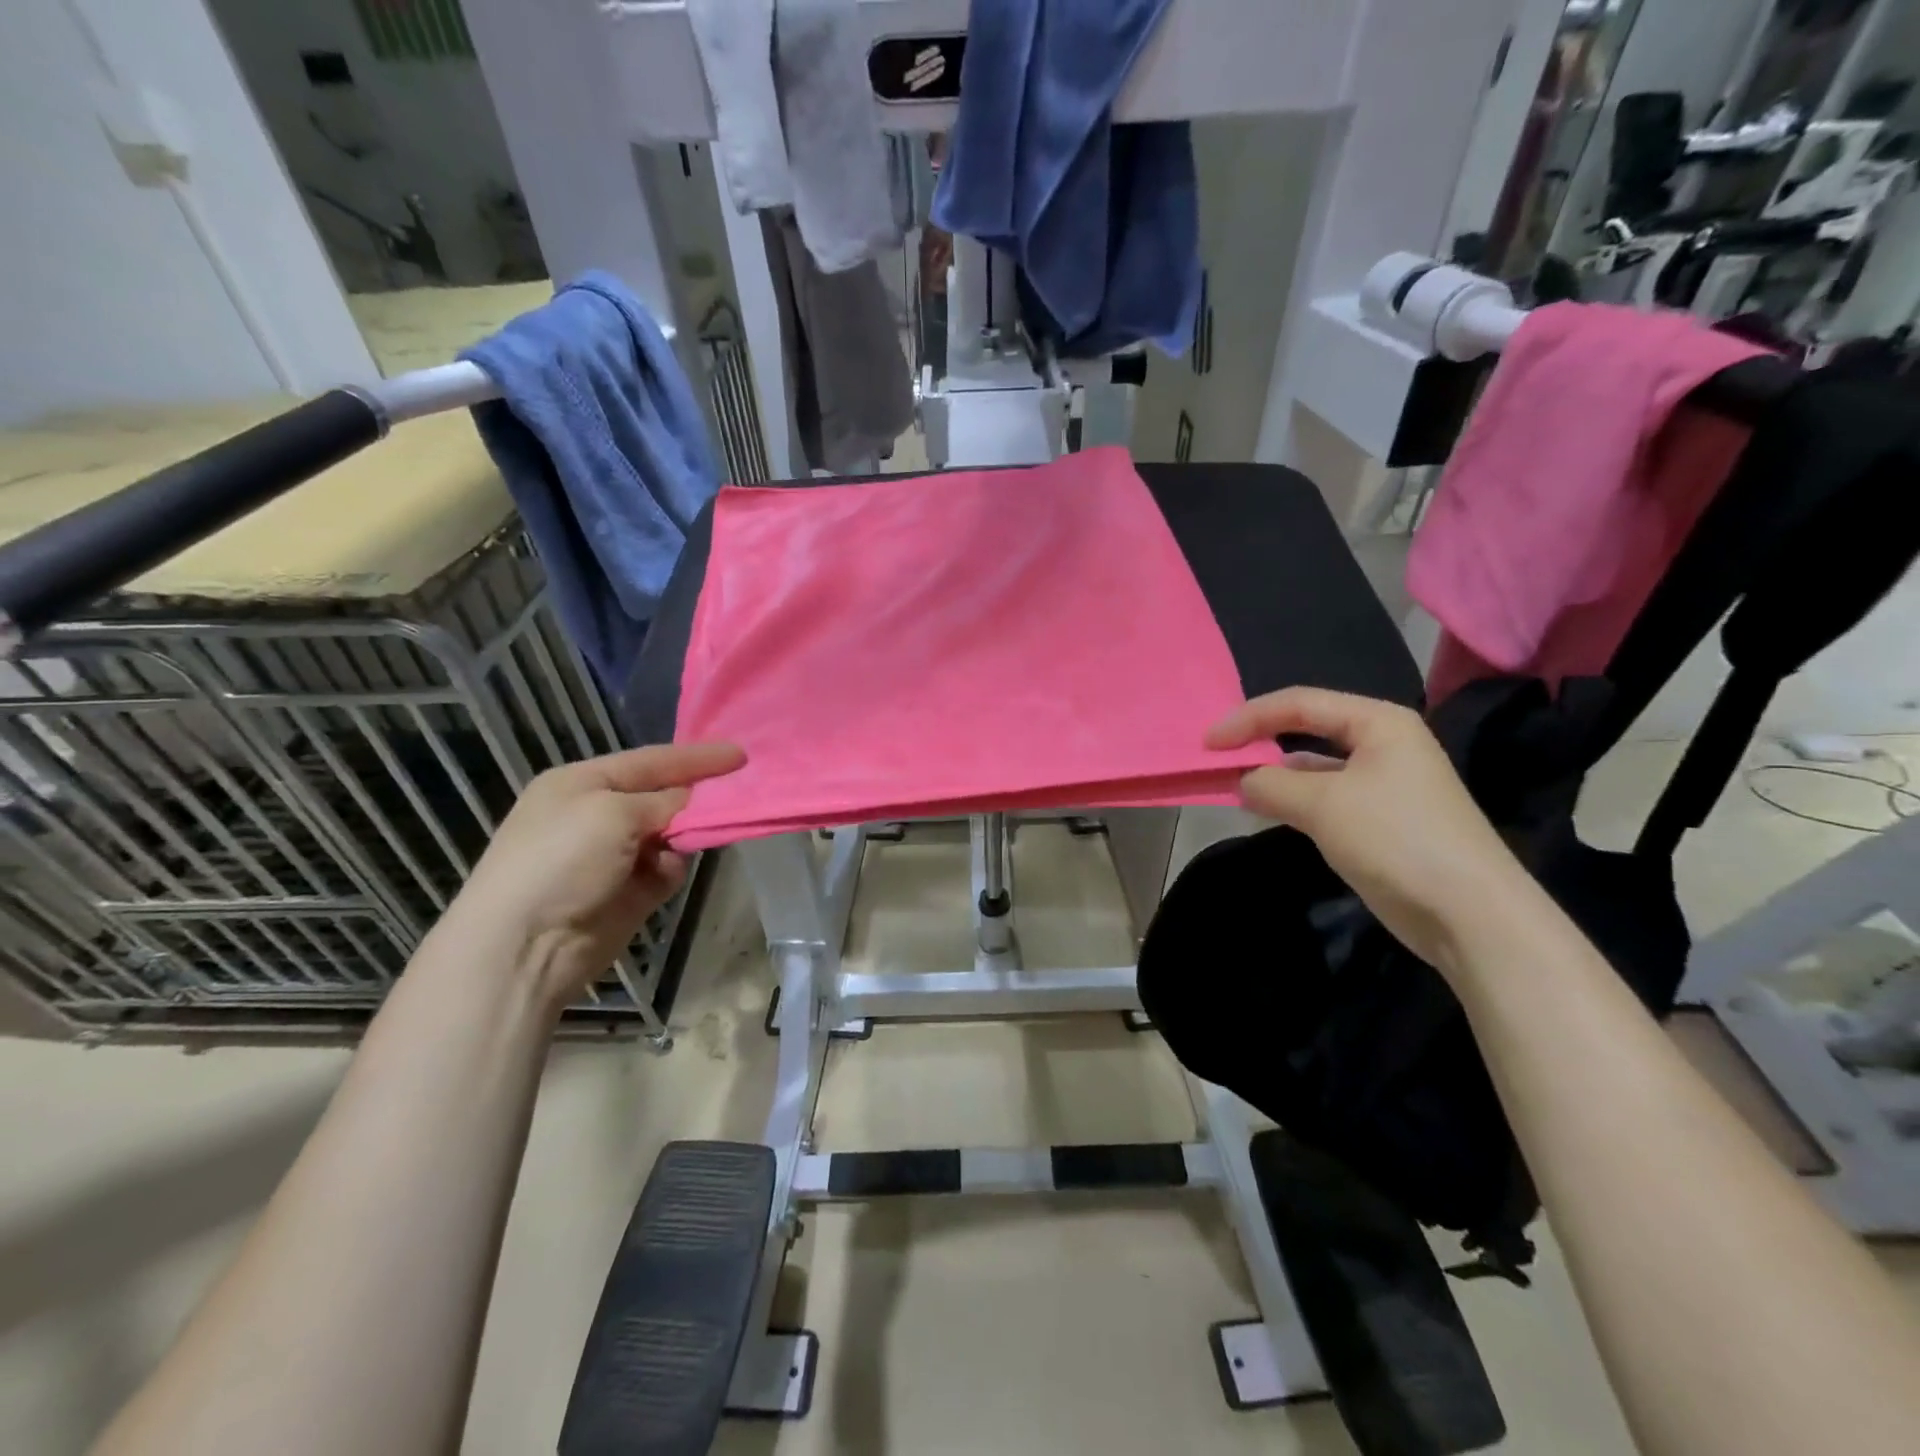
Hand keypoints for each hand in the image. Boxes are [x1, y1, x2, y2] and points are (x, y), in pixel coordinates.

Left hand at [440, 741, 744, 1009]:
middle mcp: (597, 815)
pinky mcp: (628, 892)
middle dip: (697, 795)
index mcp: (582, 783)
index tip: (740, 755)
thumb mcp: (613, 812)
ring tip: (701, 836)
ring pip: (671, 833)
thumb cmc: (562, 860)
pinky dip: (672, 868)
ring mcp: (613, 856)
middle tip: (740, 791)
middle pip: (663, 795)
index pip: (650, 761)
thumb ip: (664, 800)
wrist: (526, 945)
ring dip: (686, 834)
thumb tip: (691, 801)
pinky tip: (664, 876)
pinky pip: (667, 868)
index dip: (696, 757)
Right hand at [1205, 688, 1531, 972]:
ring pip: (1313, 767)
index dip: (1248, 718)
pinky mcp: (1378, 820)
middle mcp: (1382, 744)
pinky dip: (1292, 800)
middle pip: (1307, 729)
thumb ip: (1271, 784)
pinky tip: (1267, 810)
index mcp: (1378, 722)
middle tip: (1216, 758)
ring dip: (1274, 774)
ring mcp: (1383, 783)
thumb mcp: (1323, 804)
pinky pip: (1323, 797)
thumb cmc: (1396, 838)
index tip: (1207, 742)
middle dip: (1260, 741)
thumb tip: (1242, 781)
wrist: (1468, 913)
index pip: (1299, 703)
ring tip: (1232, 785)